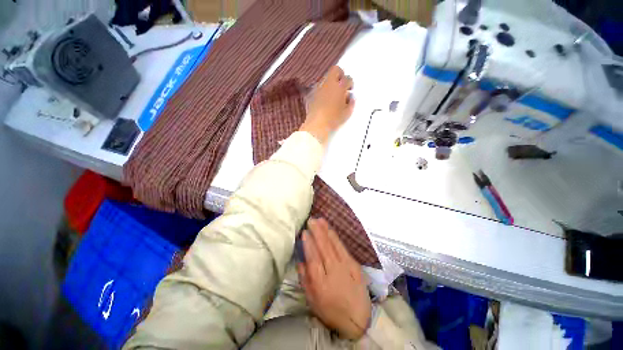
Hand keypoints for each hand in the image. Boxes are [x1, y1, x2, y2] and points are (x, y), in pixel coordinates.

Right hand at [297, 218, 370, 339]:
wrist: (358, 320)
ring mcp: (346, 267)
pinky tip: (331, 230)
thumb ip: (305, 279)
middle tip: (311, 220)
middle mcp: (334, 272)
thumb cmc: (331, 311)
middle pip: (324, 248)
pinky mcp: (355, 265)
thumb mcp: (312, 301)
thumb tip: (300, 261)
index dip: (308, 244)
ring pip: (334, 245)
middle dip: (317, 232)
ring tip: (320, 220)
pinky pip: (343, 248)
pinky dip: (336, 237)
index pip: (313, 258)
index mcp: (321, 283)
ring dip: (326, 231)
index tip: (304, 231)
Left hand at [301, 66, 354, 143]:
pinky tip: (325, 100)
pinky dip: (324, 90)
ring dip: (331, 83)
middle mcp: (329, 84)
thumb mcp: (347, 113)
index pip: (348, 78)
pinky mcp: (312, 94)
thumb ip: (351, 103)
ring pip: (326, 78)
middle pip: (335, 70)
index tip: (350, 90)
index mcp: (340, 87)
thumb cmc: (334, 119)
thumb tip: (350, 97)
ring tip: (333, 94)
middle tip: (342, 86)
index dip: (350, 83)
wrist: (317, 125)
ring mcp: (319, 88)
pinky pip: (320, 87)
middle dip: (340, 75)